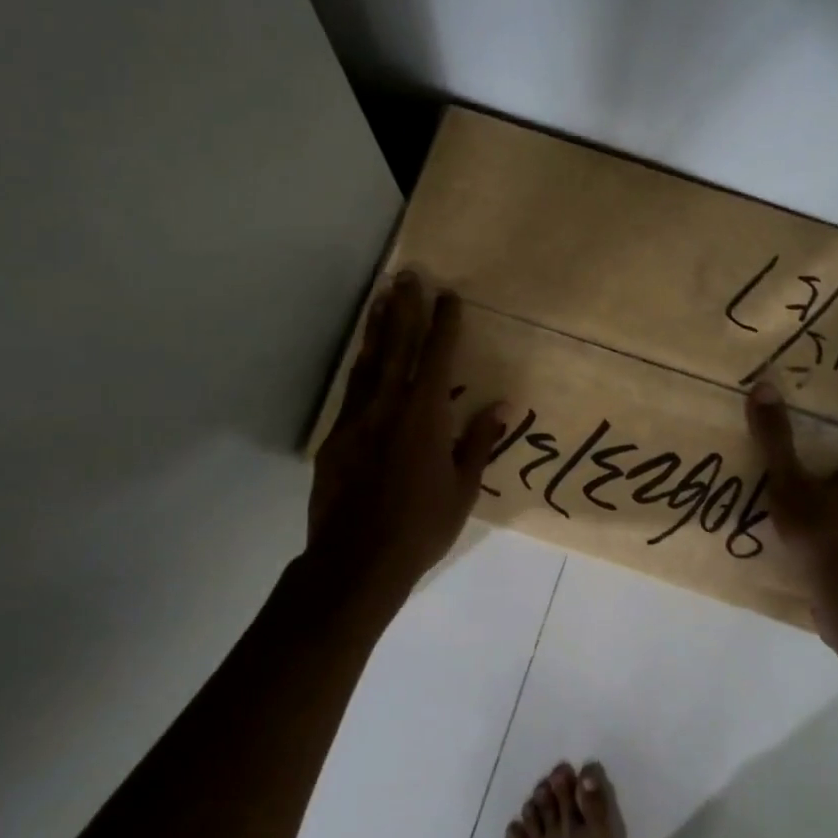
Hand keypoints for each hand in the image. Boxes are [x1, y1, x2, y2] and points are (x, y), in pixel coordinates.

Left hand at [309, 274, 507, 600]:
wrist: (354, 562)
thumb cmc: (420, 527)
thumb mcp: (463, 489)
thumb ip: (479, 441)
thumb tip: (503, 405)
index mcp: (424, 416)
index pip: (436, 357)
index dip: (444, 324)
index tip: (449, 295)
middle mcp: (388, 407)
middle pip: (398, 347)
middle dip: (406, 309)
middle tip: (407, 275)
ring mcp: (356, 419)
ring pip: (368, 362)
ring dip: (378, 327)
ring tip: (381, 297)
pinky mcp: (335, 437)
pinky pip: (352, 389)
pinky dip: (361, 364)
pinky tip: (364, 355)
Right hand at [745, 381, 837, 636]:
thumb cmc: (822, 535)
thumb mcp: (789, 482)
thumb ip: (776, 438)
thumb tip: (765, 387)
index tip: (822, 423)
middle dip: (833, 462)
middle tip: (798, 457)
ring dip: (833, 499)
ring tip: (797, 501)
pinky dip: (832, 531)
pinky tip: (805, 540)